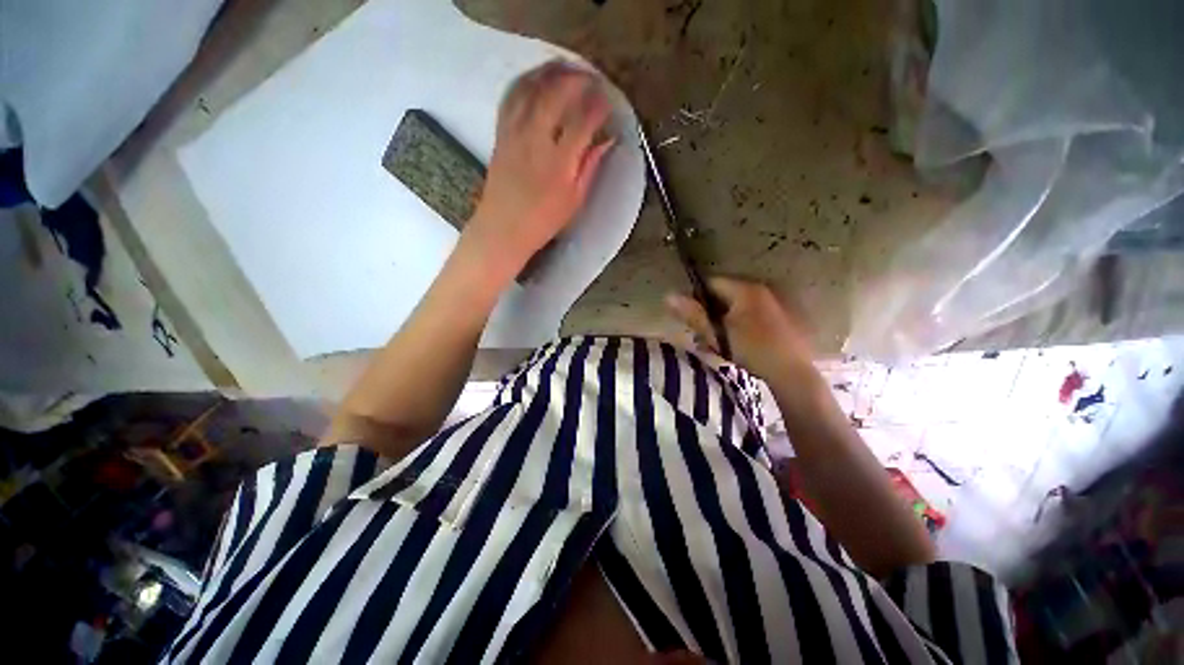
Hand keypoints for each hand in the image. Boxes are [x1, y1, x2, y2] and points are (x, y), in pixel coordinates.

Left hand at [466, 61, 615, 273]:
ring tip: (565, 67)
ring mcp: (515, 134)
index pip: (582, 122)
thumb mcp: (574, 201)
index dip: (597, 107)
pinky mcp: (501, 134)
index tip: (607, 100)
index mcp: (559, 163)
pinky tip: (535, 79)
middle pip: (555, 95)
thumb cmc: (543, 221)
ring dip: (550, 73)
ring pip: (531, 90)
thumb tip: (607, 142)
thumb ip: (590, 168)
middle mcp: (536, 141)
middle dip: (575, 80)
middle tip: (589, 77)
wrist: (503, 228)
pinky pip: (511, 98)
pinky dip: (525, 82)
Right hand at [666, 277, 814, 378]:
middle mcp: (764, 291)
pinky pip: (756, 316)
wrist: (792, 379)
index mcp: (747, 290)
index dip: (696, 297)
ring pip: (741, 306)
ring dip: (727, 319)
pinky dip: (743, 325)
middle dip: (712, 310)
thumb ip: (693, 315)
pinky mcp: (787, 321)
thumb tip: (669, 296)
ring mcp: (777, 305)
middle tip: (704, 333)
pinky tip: (740, 344)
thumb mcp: (716, 335)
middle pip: (727, 294)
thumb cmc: (750, 353)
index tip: (689, 317)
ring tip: (720, 342)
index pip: (712, 283)